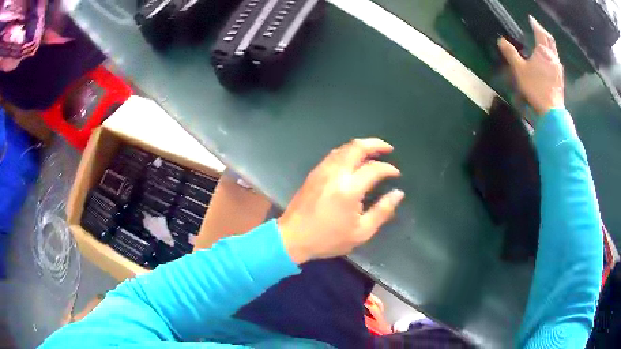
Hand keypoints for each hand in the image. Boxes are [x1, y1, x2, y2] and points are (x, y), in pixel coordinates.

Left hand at [278, 138, 404, 264]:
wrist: (292, 238)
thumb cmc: (328, 239)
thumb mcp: (361, 232)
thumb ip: (382, 211)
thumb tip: (398, 193)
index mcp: (349, 189)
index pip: (374, 168)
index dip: (388, 169)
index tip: (396, 174)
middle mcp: (335, 173)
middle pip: (357, 147)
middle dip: (375, 144)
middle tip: (388, 149)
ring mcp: (322, 170)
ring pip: (344, 148)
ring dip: (361, 146)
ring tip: (373, 153)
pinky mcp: (314, 173)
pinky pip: (334, 154)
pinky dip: (348, 151)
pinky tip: (353, 160)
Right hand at [498, 16, 564, 114]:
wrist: (551, 111)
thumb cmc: (535, 88)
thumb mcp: (519, 69)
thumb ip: (510, 53)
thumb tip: (501, 41)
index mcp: (543, 52)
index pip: (540, 33)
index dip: (535, 25)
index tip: (531, 19)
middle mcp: (553, 57)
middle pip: (550, 40)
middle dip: (543, 32)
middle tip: (538, 28)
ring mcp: (558, 69)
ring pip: (554, 51)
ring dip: (548, 44)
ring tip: (543, 42)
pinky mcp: (560, 79)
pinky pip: (556, 61)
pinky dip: (551, 55)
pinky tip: (549, 59)